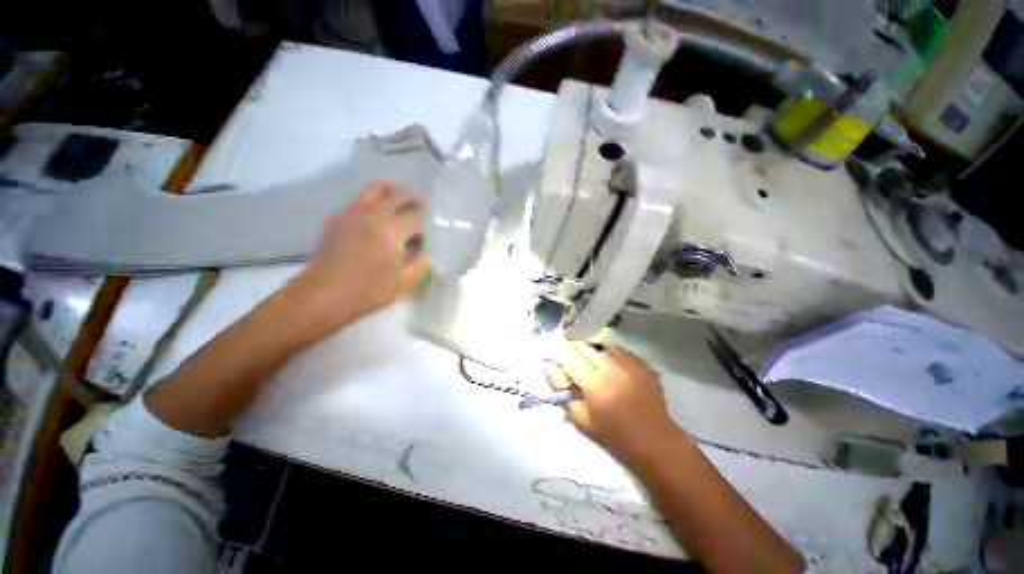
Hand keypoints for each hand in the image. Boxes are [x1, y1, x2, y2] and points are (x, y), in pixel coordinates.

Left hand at [285, 182, 428, 338]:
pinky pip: (357, 201)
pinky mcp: (337, 220)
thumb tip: (428, 251)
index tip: (429, 233)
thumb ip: (422, 264)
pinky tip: (375, 212)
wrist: (323, 295)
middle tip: (421, 207)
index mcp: (391, 231)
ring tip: (398, 195)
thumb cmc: (369, 291)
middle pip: (397, 197)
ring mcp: (352, 215)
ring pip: (373, 191)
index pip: (416, 217)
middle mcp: (372, 216)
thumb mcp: (405, 282)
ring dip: (390, 191)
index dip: (426, 224)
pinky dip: (370, 200)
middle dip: (412, 200)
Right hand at [545, 342, 682, 465]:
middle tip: (570, 360)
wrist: (654, 441)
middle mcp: (612, 369)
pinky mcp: (642, 363)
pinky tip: (611, 368)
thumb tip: (549, 367)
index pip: (568, 357)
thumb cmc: (613, 435)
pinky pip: (618, 351)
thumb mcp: (580, 420)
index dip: (556, 352)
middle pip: (584, 346)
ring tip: (591, 364)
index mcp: (595, 385)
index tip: (549, 352)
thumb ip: (562, 391)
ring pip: (601, 346)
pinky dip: (609, 356)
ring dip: (591, 352)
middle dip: (573, 350)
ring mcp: (629, 364)